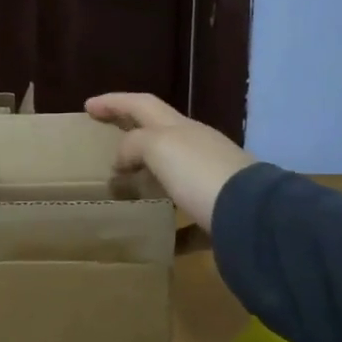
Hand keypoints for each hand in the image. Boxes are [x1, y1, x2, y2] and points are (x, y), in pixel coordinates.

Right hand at [84, 93, 255, 229]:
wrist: (254, 218)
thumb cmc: (199, 173)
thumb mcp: (158, 146)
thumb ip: (134, 144)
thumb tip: (122, 160)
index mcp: (179, 128)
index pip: (141, 104)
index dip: (113, 102)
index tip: (87, 106)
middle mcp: (197, 148)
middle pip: (159, 135)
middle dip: (132, 136)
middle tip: (104, 146)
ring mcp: (212, 180)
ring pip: (173, 174)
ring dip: (149, 179)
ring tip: (126, 191)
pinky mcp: (220, 214)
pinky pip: (190, 220)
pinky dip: (173, 226)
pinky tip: (159, 239)